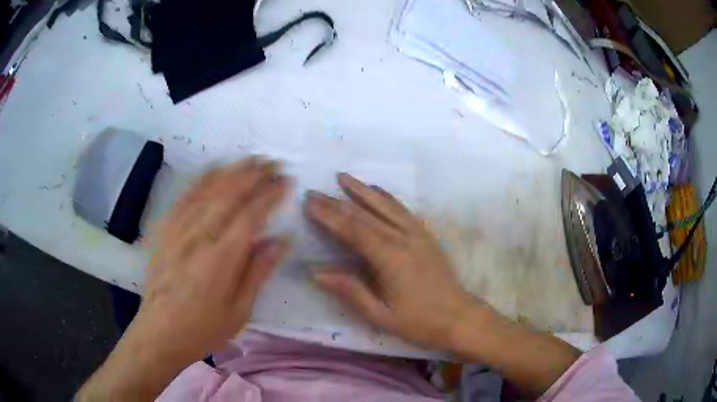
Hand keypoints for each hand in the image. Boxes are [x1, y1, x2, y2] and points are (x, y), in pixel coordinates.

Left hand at [137, 158, 290, 361]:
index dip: (270, 195)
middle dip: (254, 175)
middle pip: (229, 195)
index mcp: (220, 260)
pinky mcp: (164, 228)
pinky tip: (215, 168)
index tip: (286, 181)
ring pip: (207, 189)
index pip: (250, 216)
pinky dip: (203, 178)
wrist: (159, 331)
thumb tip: (283, 240)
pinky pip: (185, 195)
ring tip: (251, 159)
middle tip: (274, 163)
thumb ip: (259, 271)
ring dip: (232, 170)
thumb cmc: (203, 328)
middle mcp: (198, 236)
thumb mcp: (240, 311)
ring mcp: (177, 229)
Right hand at [305, 173, 476, 348]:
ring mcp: (417, 234)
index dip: (329, 215)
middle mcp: (403, 239)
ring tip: (343, 177)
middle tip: (314, 191)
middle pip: (365, 214)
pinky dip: (387, 197)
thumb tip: (316, 273)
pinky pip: (403, 209)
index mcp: (390, 258)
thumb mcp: (381, 315)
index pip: (353, 230)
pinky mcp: (426, 234)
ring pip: (385, 205)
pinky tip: (377, 190)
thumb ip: (350, 291)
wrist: (459, 317)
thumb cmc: (418, 321)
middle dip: (337, 202)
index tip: (309, 203)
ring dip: (362, 190)